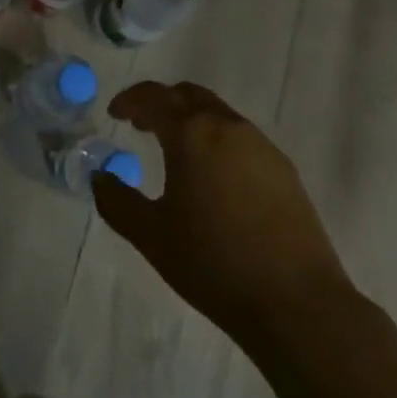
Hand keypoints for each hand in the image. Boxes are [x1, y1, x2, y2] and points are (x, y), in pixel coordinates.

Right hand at [91, 81, 351, 344]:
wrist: (296, 302)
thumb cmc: (213, 264)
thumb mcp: (151, 236)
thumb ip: (117, 201)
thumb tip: (100, 177)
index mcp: (192, 134)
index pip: (154, 97)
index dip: (130, 100)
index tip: (115, 113)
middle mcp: (228, 127)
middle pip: (188, 95)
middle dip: (161, 103)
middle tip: (141, 125)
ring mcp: (261, 145)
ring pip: (218, 113)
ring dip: (191, 120)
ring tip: (175, 152)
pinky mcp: (284, 168)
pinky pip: (241, 137)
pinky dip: (216, 140)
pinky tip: (212, 177)